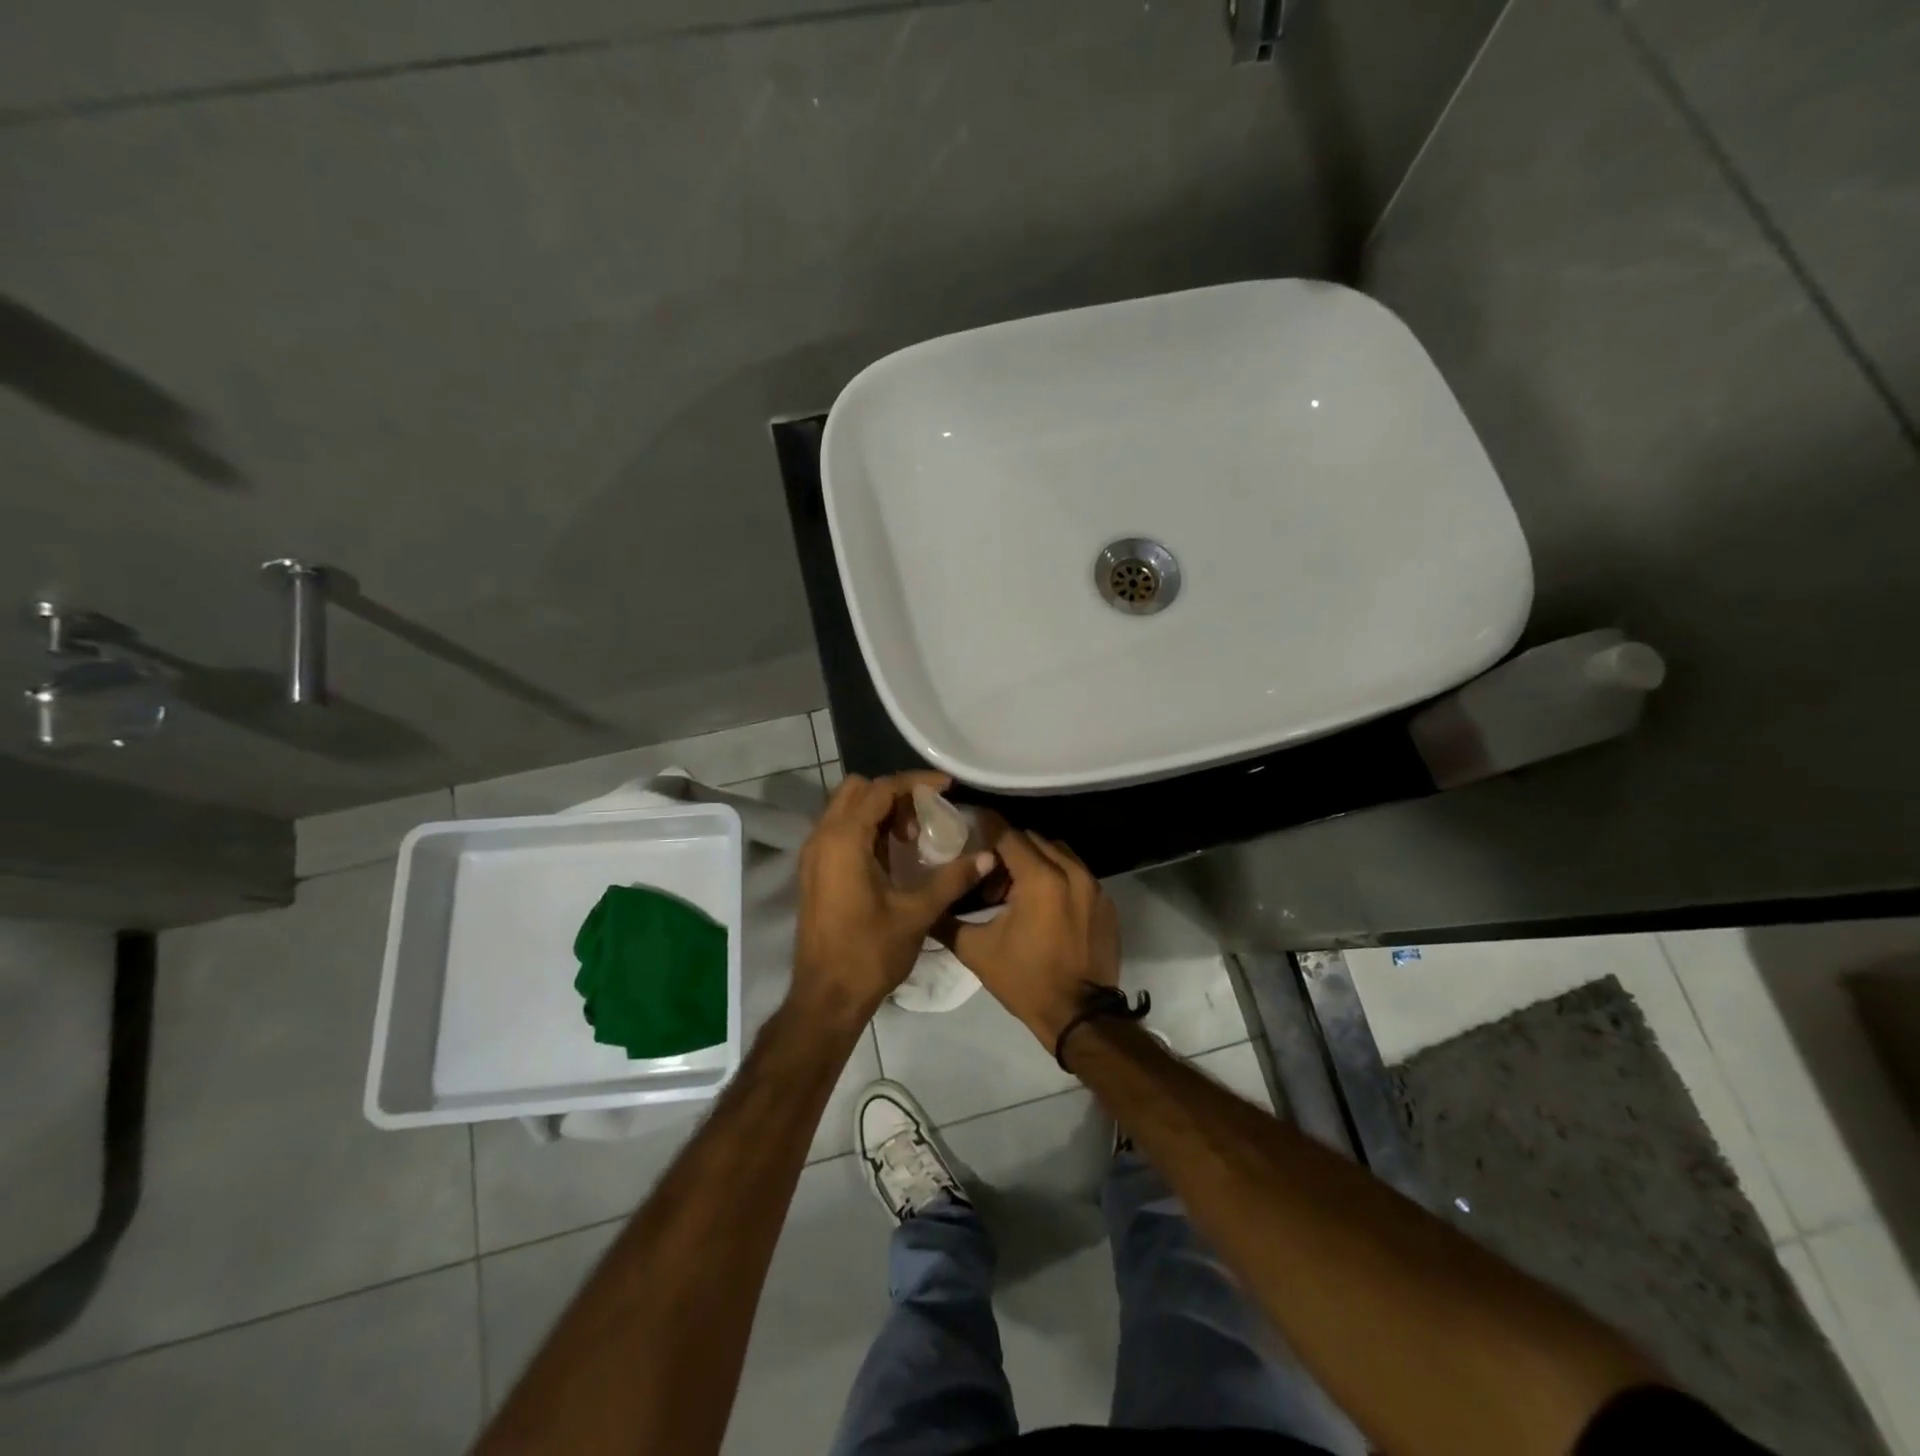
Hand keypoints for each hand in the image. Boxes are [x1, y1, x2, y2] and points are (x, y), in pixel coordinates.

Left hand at [792, 771, 995, 1026]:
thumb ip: (952, 879)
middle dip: (894, 794)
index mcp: (844, 840)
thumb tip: (988, 856)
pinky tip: (892, 856)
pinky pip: (839, 831)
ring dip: (879, 811)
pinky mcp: (814, 872)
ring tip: (912, 838)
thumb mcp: (917, 913)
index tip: (946, 787)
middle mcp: (822, 838)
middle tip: (925, 817)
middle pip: (857, 790)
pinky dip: (865, 829)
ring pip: (845, 809)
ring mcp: (813, 855)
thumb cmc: (869, 953)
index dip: (915, 783)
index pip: (880, 789)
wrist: (826, 997)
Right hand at [938, 827, 1119, 1046]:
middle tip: (988, 872)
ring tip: (1016, 889)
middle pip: (1034, 840)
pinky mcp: (1106, 903)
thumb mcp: (977, 951)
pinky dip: (1058, 877)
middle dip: (1009, 849)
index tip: (968, 826)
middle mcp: (1071, 872)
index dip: (985, 828)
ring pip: (1058, 853)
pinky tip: (1043, 904)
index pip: (1008, 834)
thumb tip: (926, 904)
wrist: (1079, 1016)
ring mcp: (1094, 886)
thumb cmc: (1025, 980)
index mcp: (1040, 878)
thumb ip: (947, 920)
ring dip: (1035, 860)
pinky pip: (1077, 873)